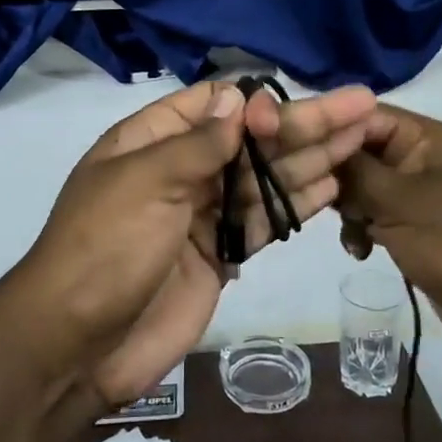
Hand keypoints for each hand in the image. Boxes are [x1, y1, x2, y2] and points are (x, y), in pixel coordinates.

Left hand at [21, 78, 376, 402]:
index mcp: (151, 141)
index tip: (290, 111)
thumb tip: (237, 97)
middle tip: (363, 106)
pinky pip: (263, 220)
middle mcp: (180, 170)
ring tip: (364, 137)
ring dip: (312, 158)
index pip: (213, 105)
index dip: (256, 103)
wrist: (78, 344)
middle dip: (304, 124)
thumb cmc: (105, 248)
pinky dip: (297, 203)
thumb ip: (197, 143)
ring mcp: (201, 213)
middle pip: (251, 140)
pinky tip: (334, 184)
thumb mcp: (145, 182)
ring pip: (265, 178)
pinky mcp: (219, 254)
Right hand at [335, 104, 441, 358]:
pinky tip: (360, 251)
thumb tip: (316, 144)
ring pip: (358, 186)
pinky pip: (370, 214)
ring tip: (350, 232)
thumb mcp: (398, 201)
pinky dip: (360, 229)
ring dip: (346, 208)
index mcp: (422, 137)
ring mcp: (411, 192)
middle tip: (318, 199)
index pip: (362, 115)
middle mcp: (415, 157)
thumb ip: (353, 170)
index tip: (294, 152)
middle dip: (335, 176)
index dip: (328, 130)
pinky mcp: (408, 224)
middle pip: (356, 151)